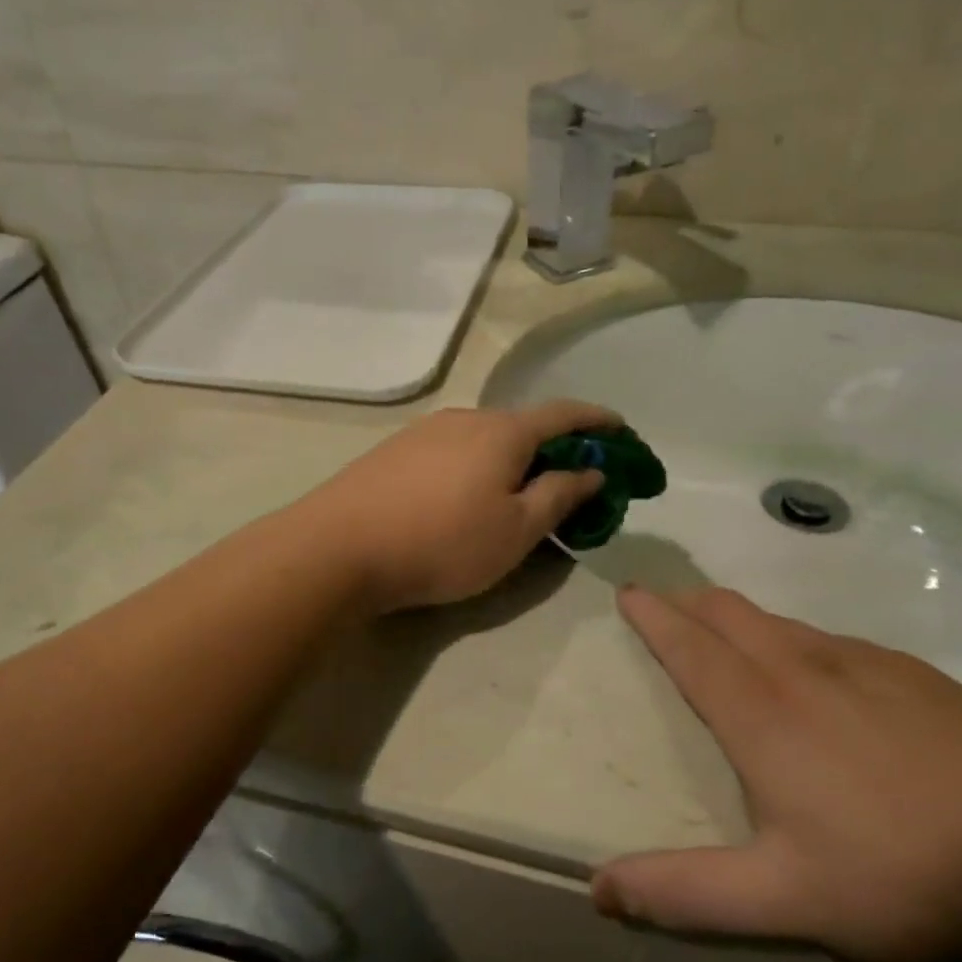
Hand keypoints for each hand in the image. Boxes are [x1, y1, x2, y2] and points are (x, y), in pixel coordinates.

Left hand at [304, 400, 622, 614]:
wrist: (339, 548)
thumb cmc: (442, 542)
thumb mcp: (516, 530)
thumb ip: (559, 495)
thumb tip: (590, 469)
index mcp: (503, 432)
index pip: (563, 413)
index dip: (598, 419)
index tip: (622, 429)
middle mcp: (465, 418)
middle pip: (522, 425)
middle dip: (555, 446)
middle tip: (572, 478)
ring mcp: (424, 431)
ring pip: (485, 438)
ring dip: (513, 458)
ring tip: (520, 491)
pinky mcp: (394, 451)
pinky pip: (453, 450)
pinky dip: (478, 465)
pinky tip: (467, 494)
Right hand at [592, 587, 961, 961]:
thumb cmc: (899, 876)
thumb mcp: (782, 899)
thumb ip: (684, 891)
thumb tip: (598, 889)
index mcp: (760, 711)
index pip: (689, 644)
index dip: (653, 614)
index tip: (629, 592)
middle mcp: (803, 668)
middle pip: (730, 612)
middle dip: (691, 602)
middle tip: (669, 608)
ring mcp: (865, 663)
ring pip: (783, 622)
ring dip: (744, 621)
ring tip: (734, 640)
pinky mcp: (917, 674)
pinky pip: (836, 642)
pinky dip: (803, 643)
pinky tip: (827, 679)